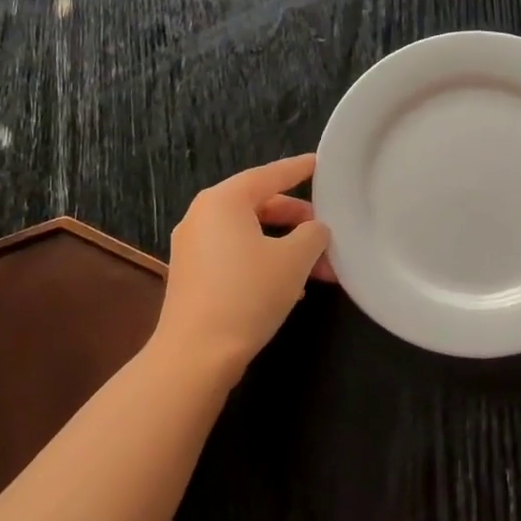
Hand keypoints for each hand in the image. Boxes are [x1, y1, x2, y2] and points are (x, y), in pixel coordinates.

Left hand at [153, 154, 332, 378]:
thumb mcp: (294, 260)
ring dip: (286, 247)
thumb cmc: (248, 294)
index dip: (298, 169)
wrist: (196, 356)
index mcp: (224, 201)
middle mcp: (203, 217)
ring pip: (250, 235)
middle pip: (259, 205)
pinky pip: (236, 256)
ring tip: (319, 269)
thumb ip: (313, 234)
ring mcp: (193, 248)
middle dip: (298, 221)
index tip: (319, 164)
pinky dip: (265, 262)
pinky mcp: (193, 277)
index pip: (269, 175)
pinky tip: (291, 287)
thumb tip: (315, 230)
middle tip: (327, 233)